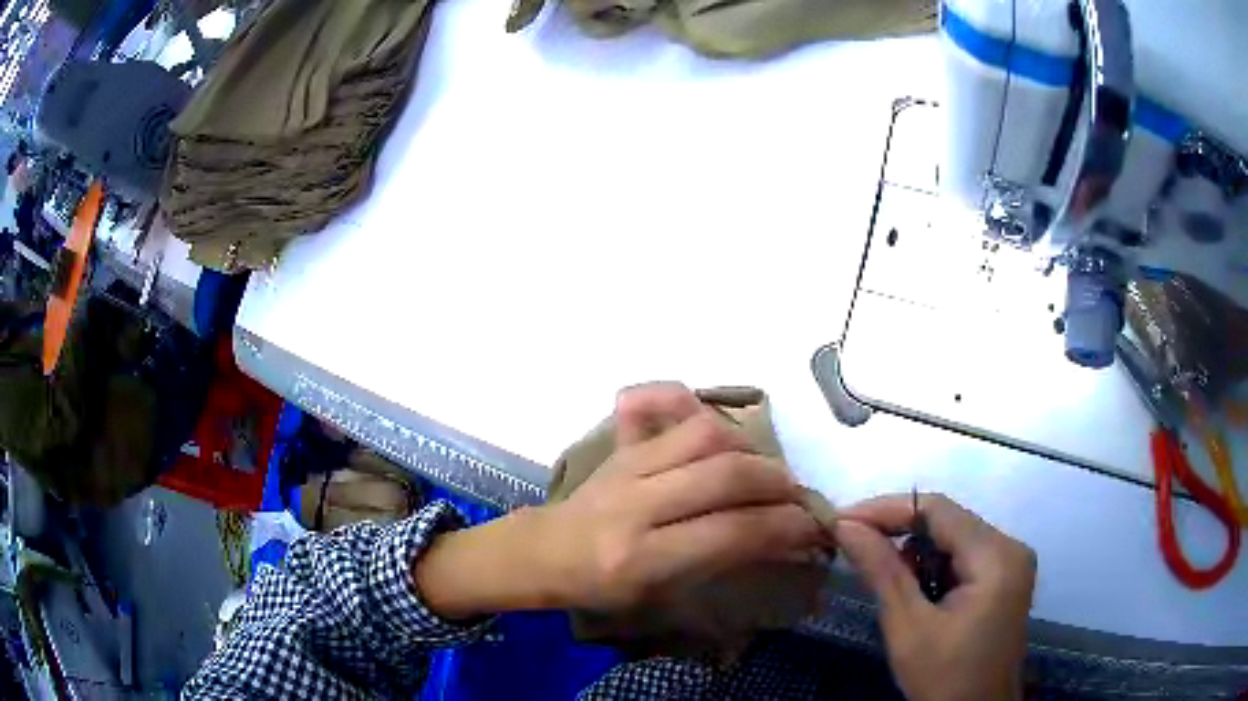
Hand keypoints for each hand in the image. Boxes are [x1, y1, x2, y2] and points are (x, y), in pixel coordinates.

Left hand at [537, 382, 831, 610]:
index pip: (730, 533)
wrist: (544, 552)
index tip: (814, 530)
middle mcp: (635, 505)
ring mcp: (627, 467)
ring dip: (750, 449)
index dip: (784, 528)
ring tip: (765, 471)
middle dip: (777, 484)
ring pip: (705, 435)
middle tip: (799, 497)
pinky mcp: (623, 445)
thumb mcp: (662, 597)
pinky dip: (702, 409)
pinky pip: (666, 408)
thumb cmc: (603, 589)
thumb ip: (723, 566)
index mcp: (641, 558)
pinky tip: (720, 429)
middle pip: (724, 477)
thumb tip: (786, 542)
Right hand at [836, 494, 1035, 700]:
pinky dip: (934, 565)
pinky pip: (964, 555)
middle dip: (898, 529)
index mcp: (996, 557)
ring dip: (915, 550)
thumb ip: (881, 571)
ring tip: (880, 572)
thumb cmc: (943, 679)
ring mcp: (1012, 562)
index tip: (842, 520)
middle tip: (852, 542)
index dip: (887, 509)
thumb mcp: (908, 628)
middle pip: (949, 520)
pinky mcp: (1006, 578)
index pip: (938, 510)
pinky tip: (913, 588)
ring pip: (954, 536)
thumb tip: (845, 525)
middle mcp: (1011, 547)